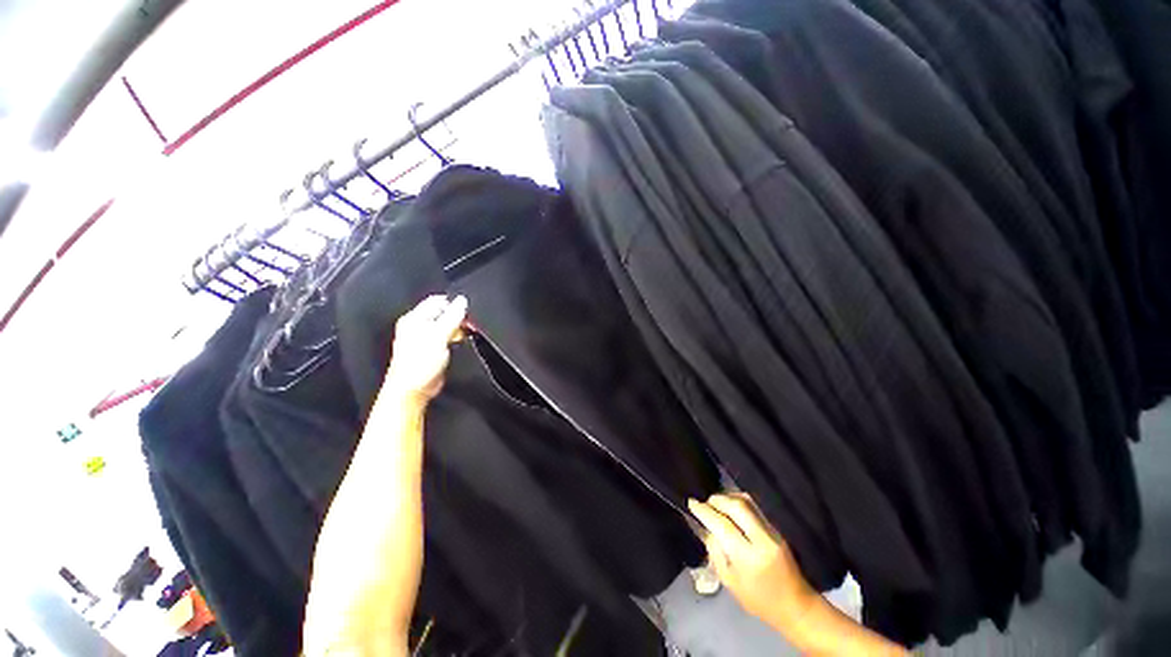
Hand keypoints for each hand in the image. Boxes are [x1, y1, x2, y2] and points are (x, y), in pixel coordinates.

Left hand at [383, 295, 467, 403]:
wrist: (414, 390)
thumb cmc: (420, 362)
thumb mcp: (438, 335)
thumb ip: (451, 317)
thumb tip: (462, 300)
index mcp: (414, 318)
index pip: (437, 301)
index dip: (453, 304)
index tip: (468, 312)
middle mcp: (418, 326)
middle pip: (442, 313)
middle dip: (457, 317)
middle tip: (468, 325)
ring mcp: (425, 338)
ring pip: (446, 326)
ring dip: (458, 328)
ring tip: (466, 334)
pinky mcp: (433, 350)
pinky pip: (447, 337)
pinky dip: (455, 338)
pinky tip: (461, 342)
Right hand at [688, 494, 817, 628]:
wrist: (796, 606)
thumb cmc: (758, 600)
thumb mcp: (729, 581)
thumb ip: (715, 551)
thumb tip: (703, 526)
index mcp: (749, 558)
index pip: (723, 525)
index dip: (704, 511)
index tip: (691, 503)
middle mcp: (763, 540)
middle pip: (737, 506)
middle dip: (717, 500)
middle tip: (704, 503)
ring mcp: (772, 532)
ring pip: (747, 502)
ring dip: (727, 498)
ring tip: (715, 504)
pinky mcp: (776, 529)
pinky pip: (754, 507)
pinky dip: (738, 502)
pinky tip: (729, 508)